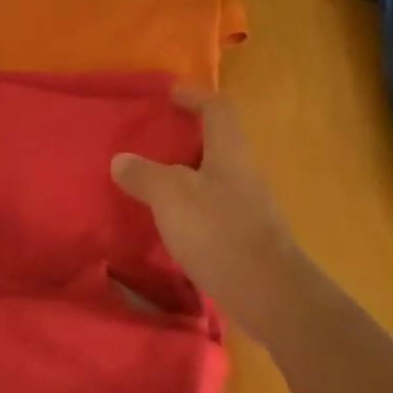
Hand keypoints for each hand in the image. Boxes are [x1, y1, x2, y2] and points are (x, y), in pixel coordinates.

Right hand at [111, 86, 306, 337]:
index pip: (216, 109)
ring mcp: (250, 209)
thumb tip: (121, 160)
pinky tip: (172, 226)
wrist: (271, 296)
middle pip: (217, 144)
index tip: (169, 96)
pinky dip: (192, 210)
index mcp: (229, 152)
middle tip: (151, 144)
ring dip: (187, 177)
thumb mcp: (171, 197)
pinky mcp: (248, 240)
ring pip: (214, 179)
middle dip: (185, 140)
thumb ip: (144, 175)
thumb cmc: (219, 232)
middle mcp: (244, 174)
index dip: (194, 97)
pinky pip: (215, 211)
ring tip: (153, 186)